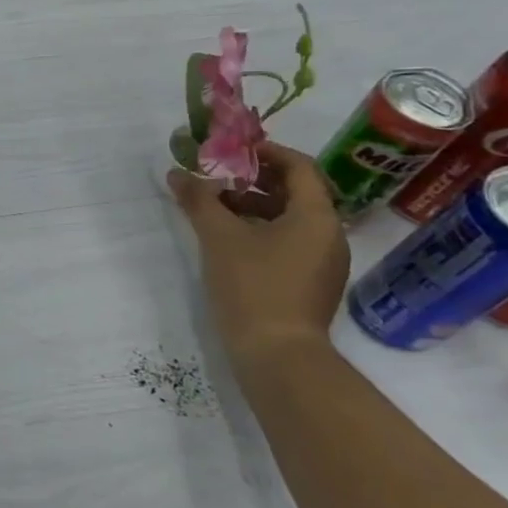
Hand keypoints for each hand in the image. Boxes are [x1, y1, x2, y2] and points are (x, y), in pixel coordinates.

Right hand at [166, 140, 349, 370]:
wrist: (278, 355)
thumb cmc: (253, 286)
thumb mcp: (219, 237)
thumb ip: (199, 200)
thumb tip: (177, 173)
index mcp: (316, 216)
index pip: (299, 167)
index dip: (266, 153)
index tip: (232, 151)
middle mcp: (329, 235)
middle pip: (296, 192)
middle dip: (256, 181)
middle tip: (218, 178)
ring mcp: (324, 262)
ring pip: (291, 219)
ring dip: (256, 207)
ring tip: (216, 209)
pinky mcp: (311, 284)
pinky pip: (290, 243)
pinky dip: (263, 231)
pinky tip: (231, 241)